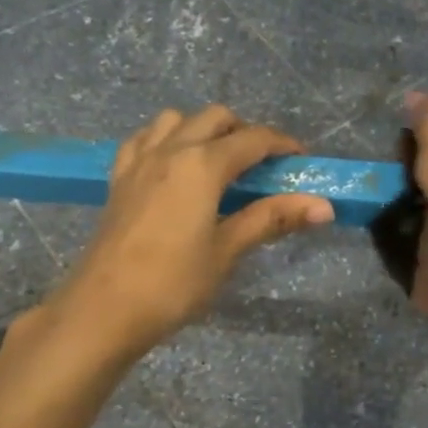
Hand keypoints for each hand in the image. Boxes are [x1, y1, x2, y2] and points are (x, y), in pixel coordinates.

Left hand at [53, 106, 333, 357]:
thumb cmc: (173, 283)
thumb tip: (324, 206)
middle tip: (263, 166)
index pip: (253, 139)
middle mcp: (170, 149)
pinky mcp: (119, 179)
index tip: (302, 160)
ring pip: (177, 120)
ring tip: (219, 163)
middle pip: (216, 118)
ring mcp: (139, 161)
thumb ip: (272, 219)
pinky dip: (166, 140)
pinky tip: (174, 167)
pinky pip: (144, 139)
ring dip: (204, 129)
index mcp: (202, 164)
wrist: (103, 309)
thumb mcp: (228, 250)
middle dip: (245, 132)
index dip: (283, 145)